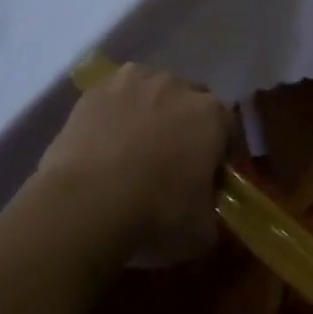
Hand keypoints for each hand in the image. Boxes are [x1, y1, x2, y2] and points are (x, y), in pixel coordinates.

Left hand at [36, 63, 229, 258]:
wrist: (83, 204)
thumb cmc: (154, 215)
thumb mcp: (202, 230)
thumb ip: (211, 210)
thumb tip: (204, 209)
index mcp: (213, 115)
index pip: (229, 128)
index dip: (222, 152)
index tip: (212, 175)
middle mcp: (179, 87)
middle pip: (192, 102)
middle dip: (188, 125)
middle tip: (174, 160)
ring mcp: (135, 82)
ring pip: (153, 92)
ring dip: (152, 111)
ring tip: (136, 146)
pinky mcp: (96, 90)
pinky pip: (116, 96)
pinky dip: (116, 111)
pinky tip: (106, 138)